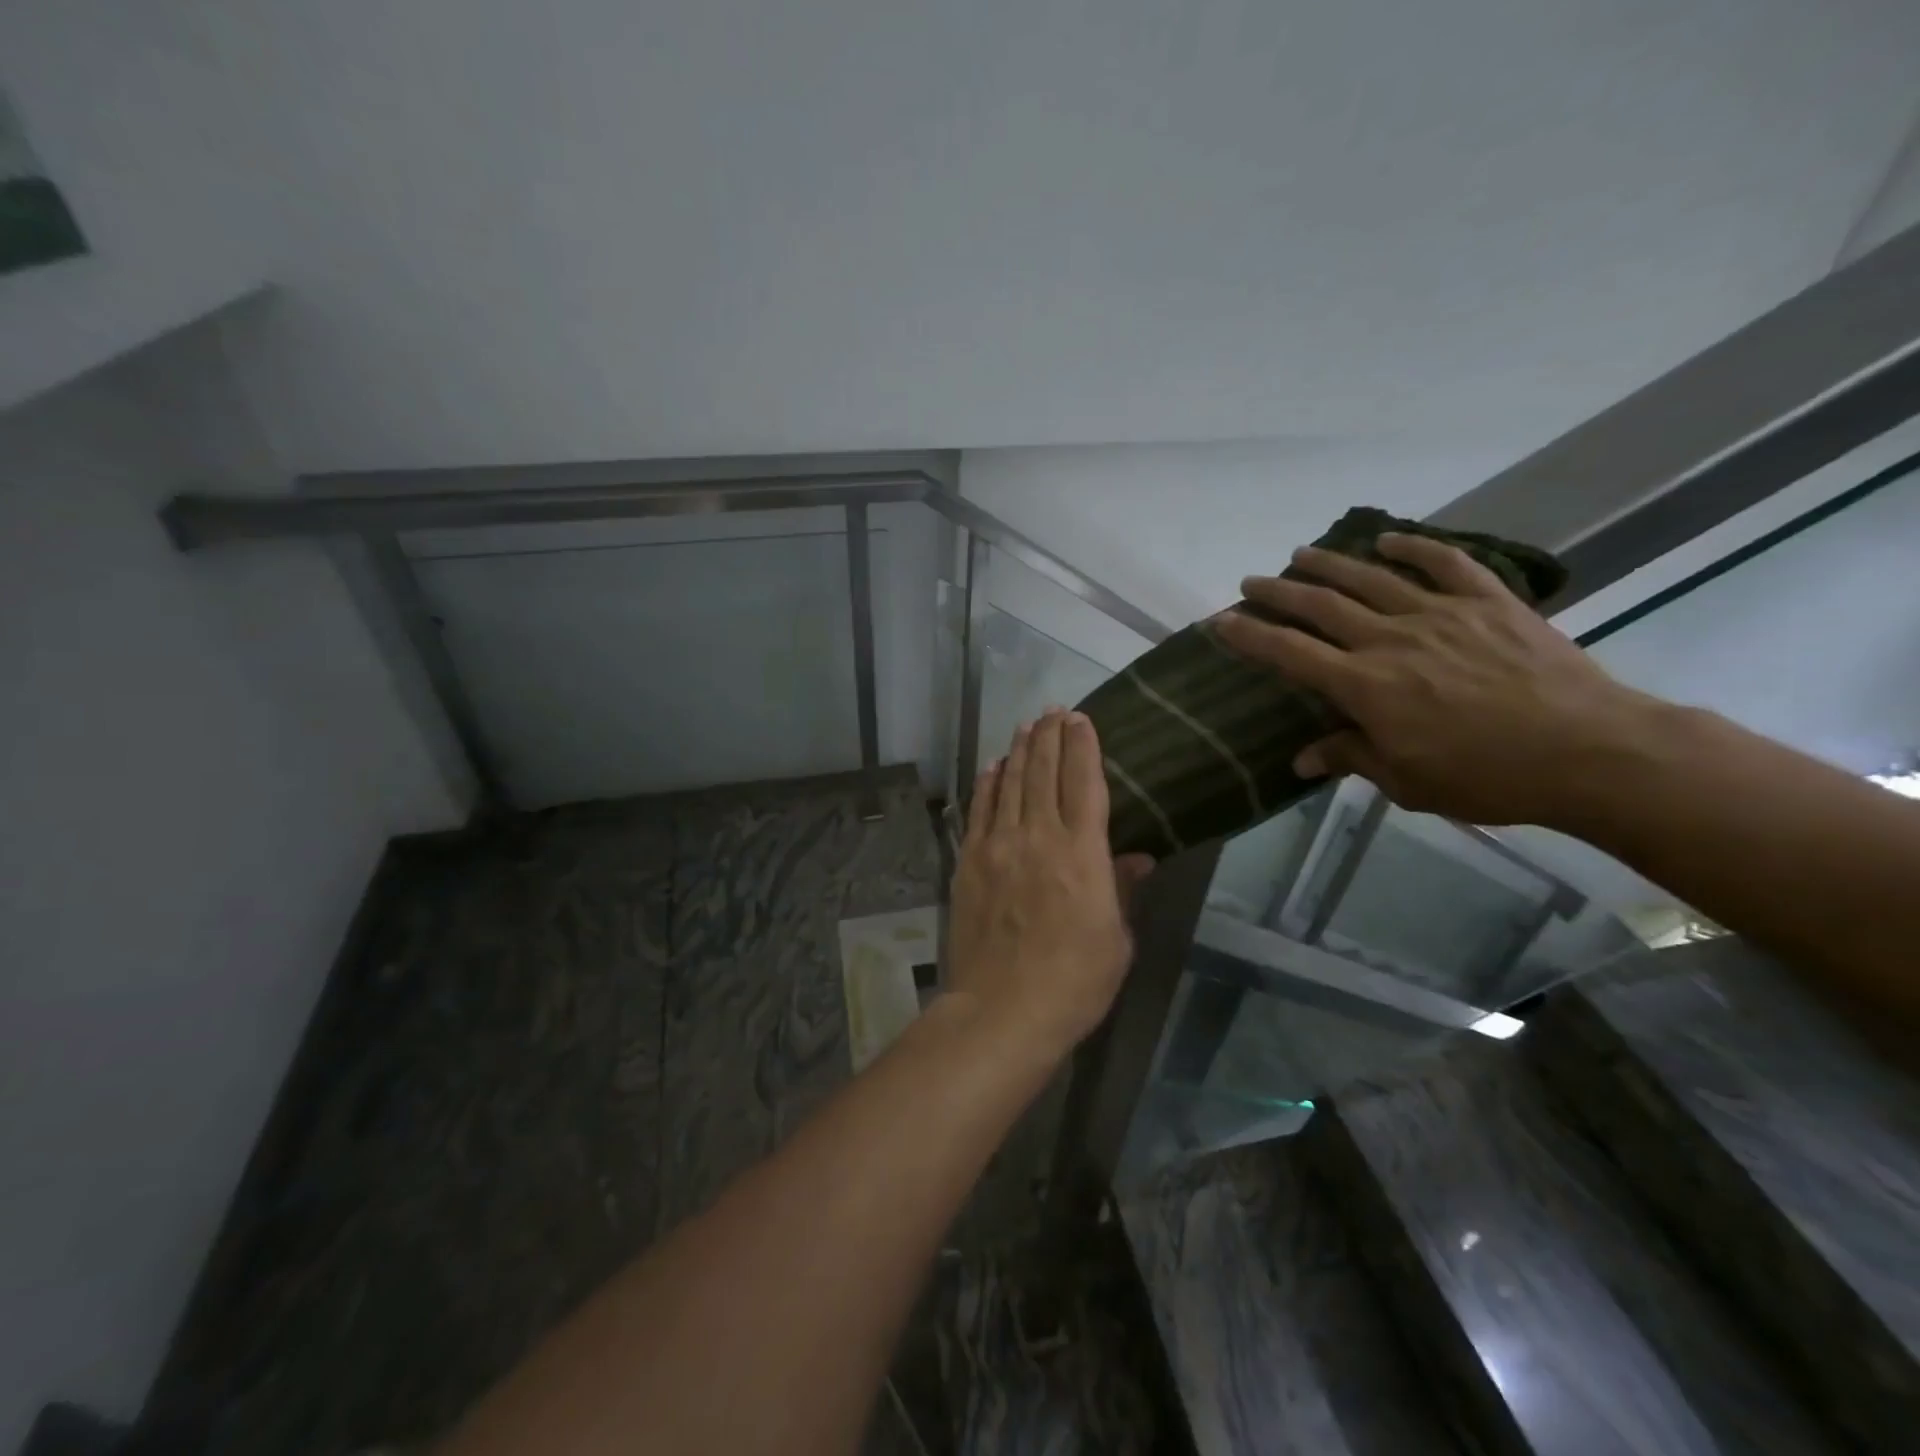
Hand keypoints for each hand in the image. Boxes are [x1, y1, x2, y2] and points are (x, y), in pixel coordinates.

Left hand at [946, 710, 1155, 1061]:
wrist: (1002, 1009)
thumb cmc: (1073, 982)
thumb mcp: (1115, 940)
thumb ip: (1120, 890)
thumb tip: (1136, 857)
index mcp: (1082, 853)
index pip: (1084, 783)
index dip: (1083, 747)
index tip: (1081, 719)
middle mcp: (1038, 837)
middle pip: (1043, 773)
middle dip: (1049, 737)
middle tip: (1053, 711)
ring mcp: (998, 847)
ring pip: (1008, 784)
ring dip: (1018, 752)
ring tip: (1025, 727)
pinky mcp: (969, 862)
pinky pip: (978, 811)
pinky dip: (986, 784)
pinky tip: (990, 767)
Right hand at [1213, 532, 1663, 827]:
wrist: (1590, 751)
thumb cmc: (1487, 777)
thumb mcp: (1407, 781)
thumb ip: (1351, 758)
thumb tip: (1303, 758)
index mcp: (1365, 686)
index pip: (1290, 653)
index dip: (1251, 636)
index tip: (1221, 621)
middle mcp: (1391, 639)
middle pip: (1321, 607)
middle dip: (1279, 592)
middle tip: (1252, 581)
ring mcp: (1441, 614)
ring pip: (1371, 579)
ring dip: (1330, 565)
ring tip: (1301, 554)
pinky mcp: (1490, 602)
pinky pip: (1446, 564)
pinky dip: (1414, 547)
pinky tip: (1388, 540)